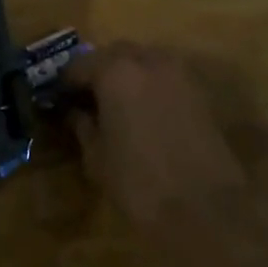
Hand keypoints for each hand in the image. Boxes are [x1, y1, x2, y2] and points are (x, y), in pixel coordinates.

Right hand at [64, 43, 248, 235]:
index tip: (59, 100)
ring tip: (118, 105)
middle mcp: (147, 60)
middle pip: (114, 54)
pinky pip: (166, 77)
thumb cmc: (140, 184)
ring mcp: (179, 73)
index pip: (79, 65)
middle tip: (88, 99)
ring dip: (128, 74)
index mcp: (115, 71)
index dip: (66, 83)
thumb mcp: (97, 158)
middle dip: (99, 71)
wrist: (208, 212)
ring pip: (144, 61)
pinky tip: (146, 114)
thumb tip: (75, 112)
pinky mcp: (200, 92)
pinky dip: (151, 86)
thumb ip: (82, 126)